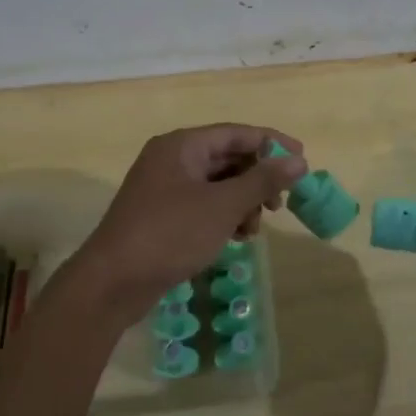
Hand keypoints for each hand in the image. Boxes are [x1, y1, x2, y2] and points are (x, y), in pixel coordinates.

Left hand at [70, 126, 306, 321]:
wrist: (113, 282)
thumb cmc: (170, 234)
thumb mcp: (223, 206)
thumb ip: (262, 180)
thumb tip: (298, 160)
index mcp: (182, 145)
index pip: (236, 133)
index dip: (271, 144)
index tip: (302, 161)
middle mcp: (171, 159)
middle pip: (226, 157)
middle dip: (257, 179)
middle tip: (280, 204)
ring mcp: (164, 188)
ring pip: (216, 184)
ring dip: (242, 202)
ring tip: (253, 229)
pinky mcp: (162, 215)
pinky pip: (203, 205)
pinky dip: (223, 216)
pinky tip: (236, 238)